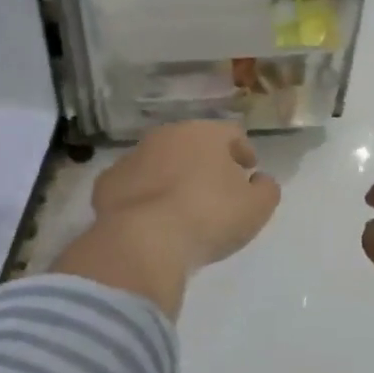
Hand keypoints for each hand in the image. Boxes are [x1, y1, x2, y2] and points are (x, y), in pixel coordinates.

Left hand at [92, 121, 280, 269]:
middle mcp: (166, 135)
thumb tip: (260, 180)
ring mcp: (132, 157)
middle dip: (205, 161)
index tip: (249, 170)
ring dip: (171, 176)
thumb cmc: (209, 217)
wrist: (143, 240)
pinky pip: (133, 185)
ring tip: (181, 206)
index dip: (243, 150)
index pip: (232, 132)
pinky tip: (150, 218)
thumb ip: (266, 189)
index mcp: (205, 133)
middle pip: (193, 143)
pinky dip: (143, 195)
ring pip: (159, 161)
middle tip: (216, 187)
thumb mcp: (256, 208)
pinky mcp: (107, 183)